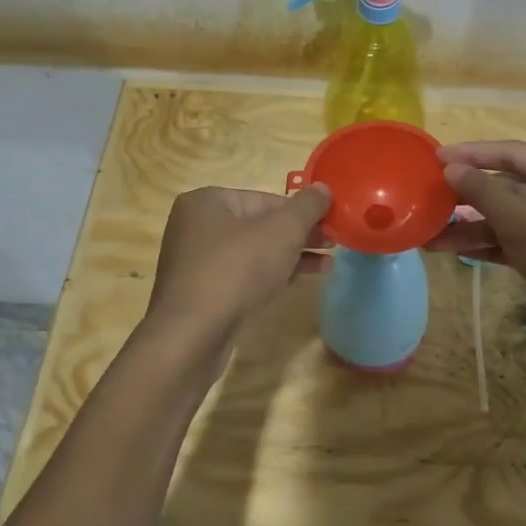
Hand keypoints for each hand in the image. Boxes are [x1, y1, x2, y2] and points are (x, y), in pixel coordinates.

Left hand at [145, 185, 331, 347]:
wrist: (191, 337)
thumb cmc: (236, 271)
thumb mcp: (281, 232)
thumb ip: (307, 207)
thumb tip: (323, 188)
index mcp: (207, 201)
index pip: (266, 198)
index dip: (302, 210)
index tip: (332, 223)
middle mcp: (196, 226)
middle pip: (260, 224)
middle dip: (299, 234)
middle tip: (334, 243)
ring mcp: (197, 262)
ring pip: (254, 251)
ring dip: (291, 256)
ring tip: (328, 264)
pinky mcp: (202, 293)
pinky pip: (243, 275)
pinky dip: (271, 274)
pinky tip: (299, 280)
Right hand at [424, 142, 525, 324]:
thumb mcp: (521, 222)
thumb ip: (483, 192)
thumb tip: (451, 168)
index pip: (509, 152)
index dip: (469, 154)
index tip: (433, 157)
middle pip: (507, 184)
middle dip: (466, 198)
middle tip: (427, 199)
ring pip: (509, 216)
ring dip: (471, 226)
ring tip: (429, 236)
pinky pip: (519, 238)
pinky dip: (490, 243)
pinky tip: (454, 250)